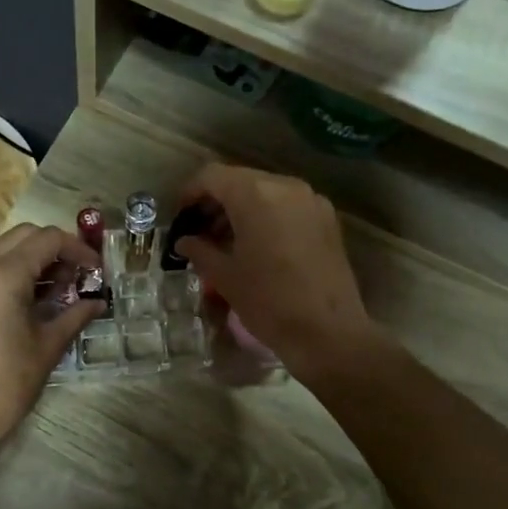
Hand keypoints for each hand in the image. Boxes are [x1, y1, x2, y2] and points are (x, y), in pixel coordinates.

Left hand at [0, 224, 100, 457]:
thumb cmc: (7, 384)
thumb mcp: (48, 347)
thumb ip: (75, 315)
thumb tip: (98, 301)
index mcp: (2, 276)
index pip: (47, 239)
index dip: (77, 249)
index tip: (96, 269)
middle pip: (24, 235)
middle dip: (55, 248)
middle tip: (78, 275)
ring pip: (3, 249)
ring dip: (33, 258)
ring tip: (57, 289)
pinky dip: (12, 271)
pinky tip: (30, 300)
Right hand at [173, 164, 382, 380]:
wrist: (328, 332)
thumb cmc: (268, 302)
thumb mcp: (225, 277)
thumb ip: (200, 250)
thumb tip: (185, 241)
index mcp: (255, 195)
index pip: (212, 176)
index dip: (190, 192)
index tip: (179, 217)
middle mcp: (285, 186)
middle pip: (240, 180)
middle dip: (215, 201)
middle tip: (199, 231)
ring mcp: (311, 201)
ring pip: (265, 192)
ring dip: (241, 209)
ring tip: (225, 241)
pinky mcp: (327, 219)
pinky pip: (287, 206)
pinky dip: (266, 216)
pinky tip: (256, 245)